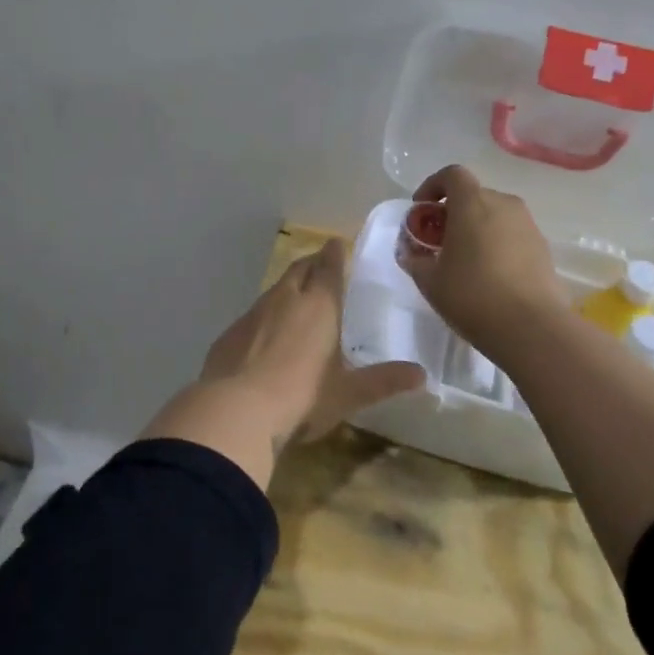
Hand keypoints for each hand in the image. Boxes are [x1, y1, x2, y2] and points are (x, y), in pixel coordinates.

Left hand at [143, 238, 424, 488]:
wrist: (235, 411)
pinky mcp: (231, 332)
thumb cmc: (302, 398)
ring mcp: (254, 313)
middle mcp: (286, 299)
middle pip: (300, 268)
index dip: (335, 253)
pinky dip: (266, 314)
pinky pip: (254, 313)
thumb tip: (422, 375)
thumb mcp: (348, 394)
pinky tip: (267, 334)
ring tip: (298, 297)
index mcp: (320, 306)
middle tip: (323, 264)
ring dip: (289, 287)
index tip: (338, 243)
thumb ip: (384, 381)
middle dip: (313, 262)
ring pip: (275, 288)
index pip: (330, 266)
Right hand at [399, 164, 566, 357]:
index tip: (422, 210)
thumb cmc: (472, 296)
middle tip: (440, 241)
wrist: (531, 327)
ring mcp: (528, 226)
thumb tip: (411, 254)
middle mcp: (504, 205)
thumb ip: (416, 261)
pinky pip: (513, 236)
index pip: (452, 174)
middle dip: (454, 212)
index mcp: (473, 203)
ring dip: (477, 229)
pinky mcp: (544, 249)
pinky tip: (490, 277)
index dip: (432, 186)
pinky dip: (497, 245)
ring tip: (465, 261)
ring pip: (496, 216)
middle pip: (474, 196)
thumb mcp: (430, 281)